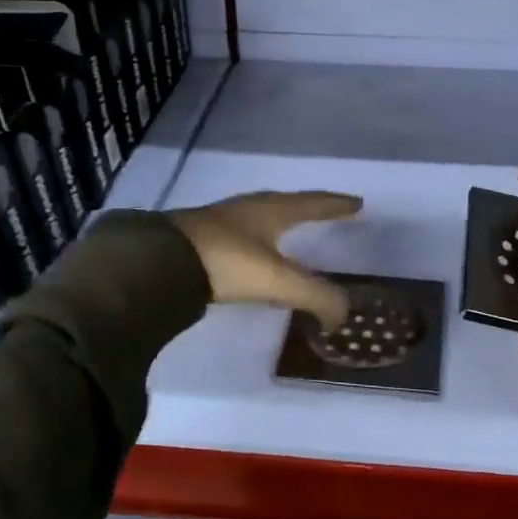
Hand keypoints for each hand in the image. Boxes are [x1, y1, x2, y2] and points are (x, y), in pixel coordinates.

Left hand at [170, 191, 362, 329]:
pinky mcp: (199, 237)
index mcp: (272, 211)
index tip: (357, 203)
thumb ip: (315, 296)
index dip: (337, 205)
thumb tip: (343, 316)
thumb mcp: (277, 282)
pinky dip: (257, 239)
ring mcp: (221, 220)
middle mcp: (248, 208)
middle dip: (309, 207)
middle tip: (328, 210)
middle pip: (287, 203)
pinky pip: (240, 233)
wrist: (160, 262)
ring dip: (280, 221)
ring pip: (260, 215)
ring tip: (291, 230)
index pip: (313, 203)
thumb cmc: (227, 262)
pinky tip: (252, 253)